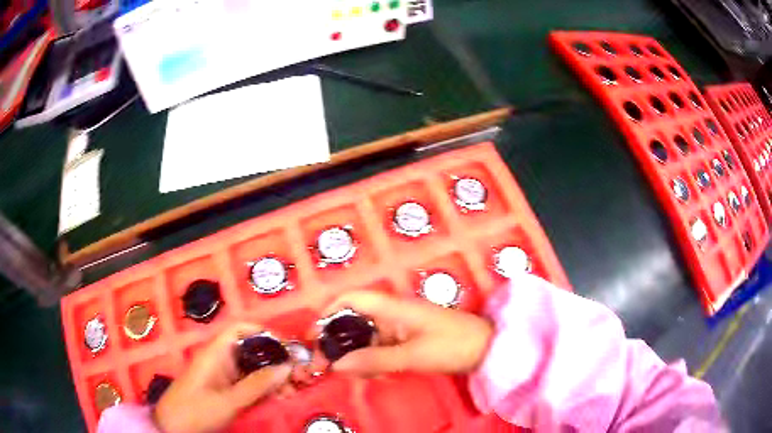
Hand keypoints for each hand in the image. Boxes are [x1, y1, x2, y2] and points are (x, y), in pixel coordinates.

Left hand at [154, 323, 291, 432]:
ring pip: (252, 368)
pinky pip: (248, 382)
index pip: (240, 329)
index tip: (286, 348)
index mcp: (215, 353)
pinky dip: (263, 388)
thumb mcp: (229, 401)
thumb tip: (286, 367)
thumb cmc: (196, 410)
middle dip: (275, 360)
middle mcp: (219, 359)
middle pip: (250, 350)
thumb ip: (258, 385)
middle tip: (296, 376)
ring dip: (272, 377)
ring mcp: (222, 375)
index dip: (263, 332)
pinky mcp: (224, 389)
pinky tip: (277, 398)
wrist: (174, 427)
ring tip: (290, 392)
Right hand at [322, 291, 492, 375]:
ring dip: (357, 354)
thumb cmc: (453, 345)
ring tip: (348, 373)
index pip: (354, 299)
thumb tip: (337, 364)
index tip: (317, 333)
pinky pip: (383, 347)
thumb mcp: (413, 355)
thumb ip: (375, 360)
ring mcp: (403, 328)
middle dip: (340, 340)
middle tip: (327, 363)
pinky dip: (373, 360)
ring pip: (369, 338)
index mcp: (394, 308)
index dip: (331, 310)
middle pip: (357, 321)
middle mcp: (395, 314)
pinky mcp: (410, 340)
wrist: (489, 348)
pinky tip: (372, 373)